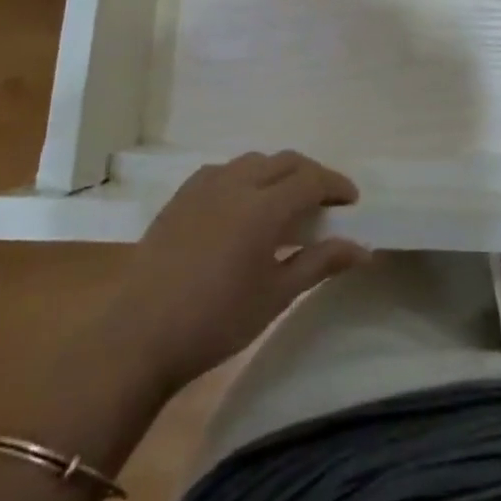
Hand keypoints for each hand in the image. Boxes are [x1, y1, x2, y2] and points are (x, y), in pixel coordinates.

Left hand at [108, 151, 369, 393]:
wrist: (138, 338)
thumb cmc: (216, 321)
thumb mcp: (276, 296)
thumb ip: (320, 262)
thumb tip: (363, 248)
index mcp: (264, 207)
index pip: (312, 179)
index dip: (336, 185)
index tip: (351, 203)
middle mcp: (237, 184)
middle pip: (285, 161)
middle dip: (311, 175)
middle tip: (324, 203)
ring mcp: (204, 187)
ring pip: (253, 161)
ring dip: (277, 172)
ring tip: (285, 201)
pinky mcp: (180, 197)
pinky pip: (223, 171)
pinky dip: (244, 177)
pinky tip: (241, 204)